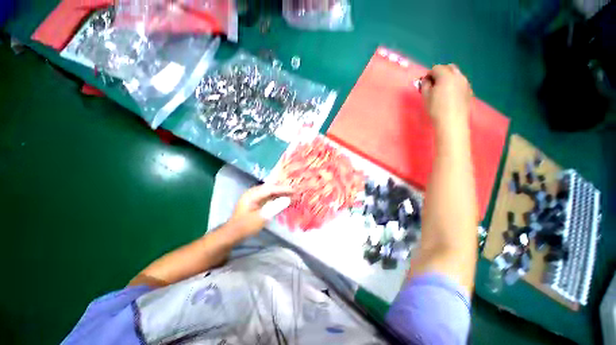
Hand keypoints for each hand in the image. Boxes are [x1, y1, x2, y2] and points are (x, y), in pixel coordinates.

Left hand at [226, 184, 293, 239]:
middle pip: (271, 188)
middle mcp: (254, 192)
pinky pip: (269, 197)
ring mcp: (255, 197)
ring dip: (281, 193)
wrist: (232, 234)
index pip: (270, 189)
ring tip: (292, 194)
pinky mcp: (257, 202)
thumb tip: (288, 199)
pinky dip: (277, 198)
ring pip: (271, 192)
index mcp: (252, 194)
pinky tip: (284, 200)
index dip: (283, 189)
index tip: (294, 190)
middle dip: (283, 189)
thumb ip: (274, 207)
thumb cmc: (245, 226)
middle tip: (295, 191)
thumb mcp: (261, 218)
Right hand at [421, 64, 472, 126]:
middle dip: (440, 73)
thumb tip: (426, 80)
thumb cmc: (436, 109)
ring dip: (448, 78)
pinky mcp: (469, 90)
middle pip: (449, 67)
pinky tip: (450, 95)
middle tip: (434, 84)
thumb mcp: (426, 96)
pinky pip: (460, 82)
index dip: (429, 74)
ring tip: (442, 90)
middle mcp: (458, 76)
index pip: (436, 68)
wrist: (452, 121)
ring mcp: (465, 82)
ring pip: (456, 74)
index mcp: (446, 76)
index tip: (425, 83)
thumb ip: (425, 85)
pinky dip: (454, 84)